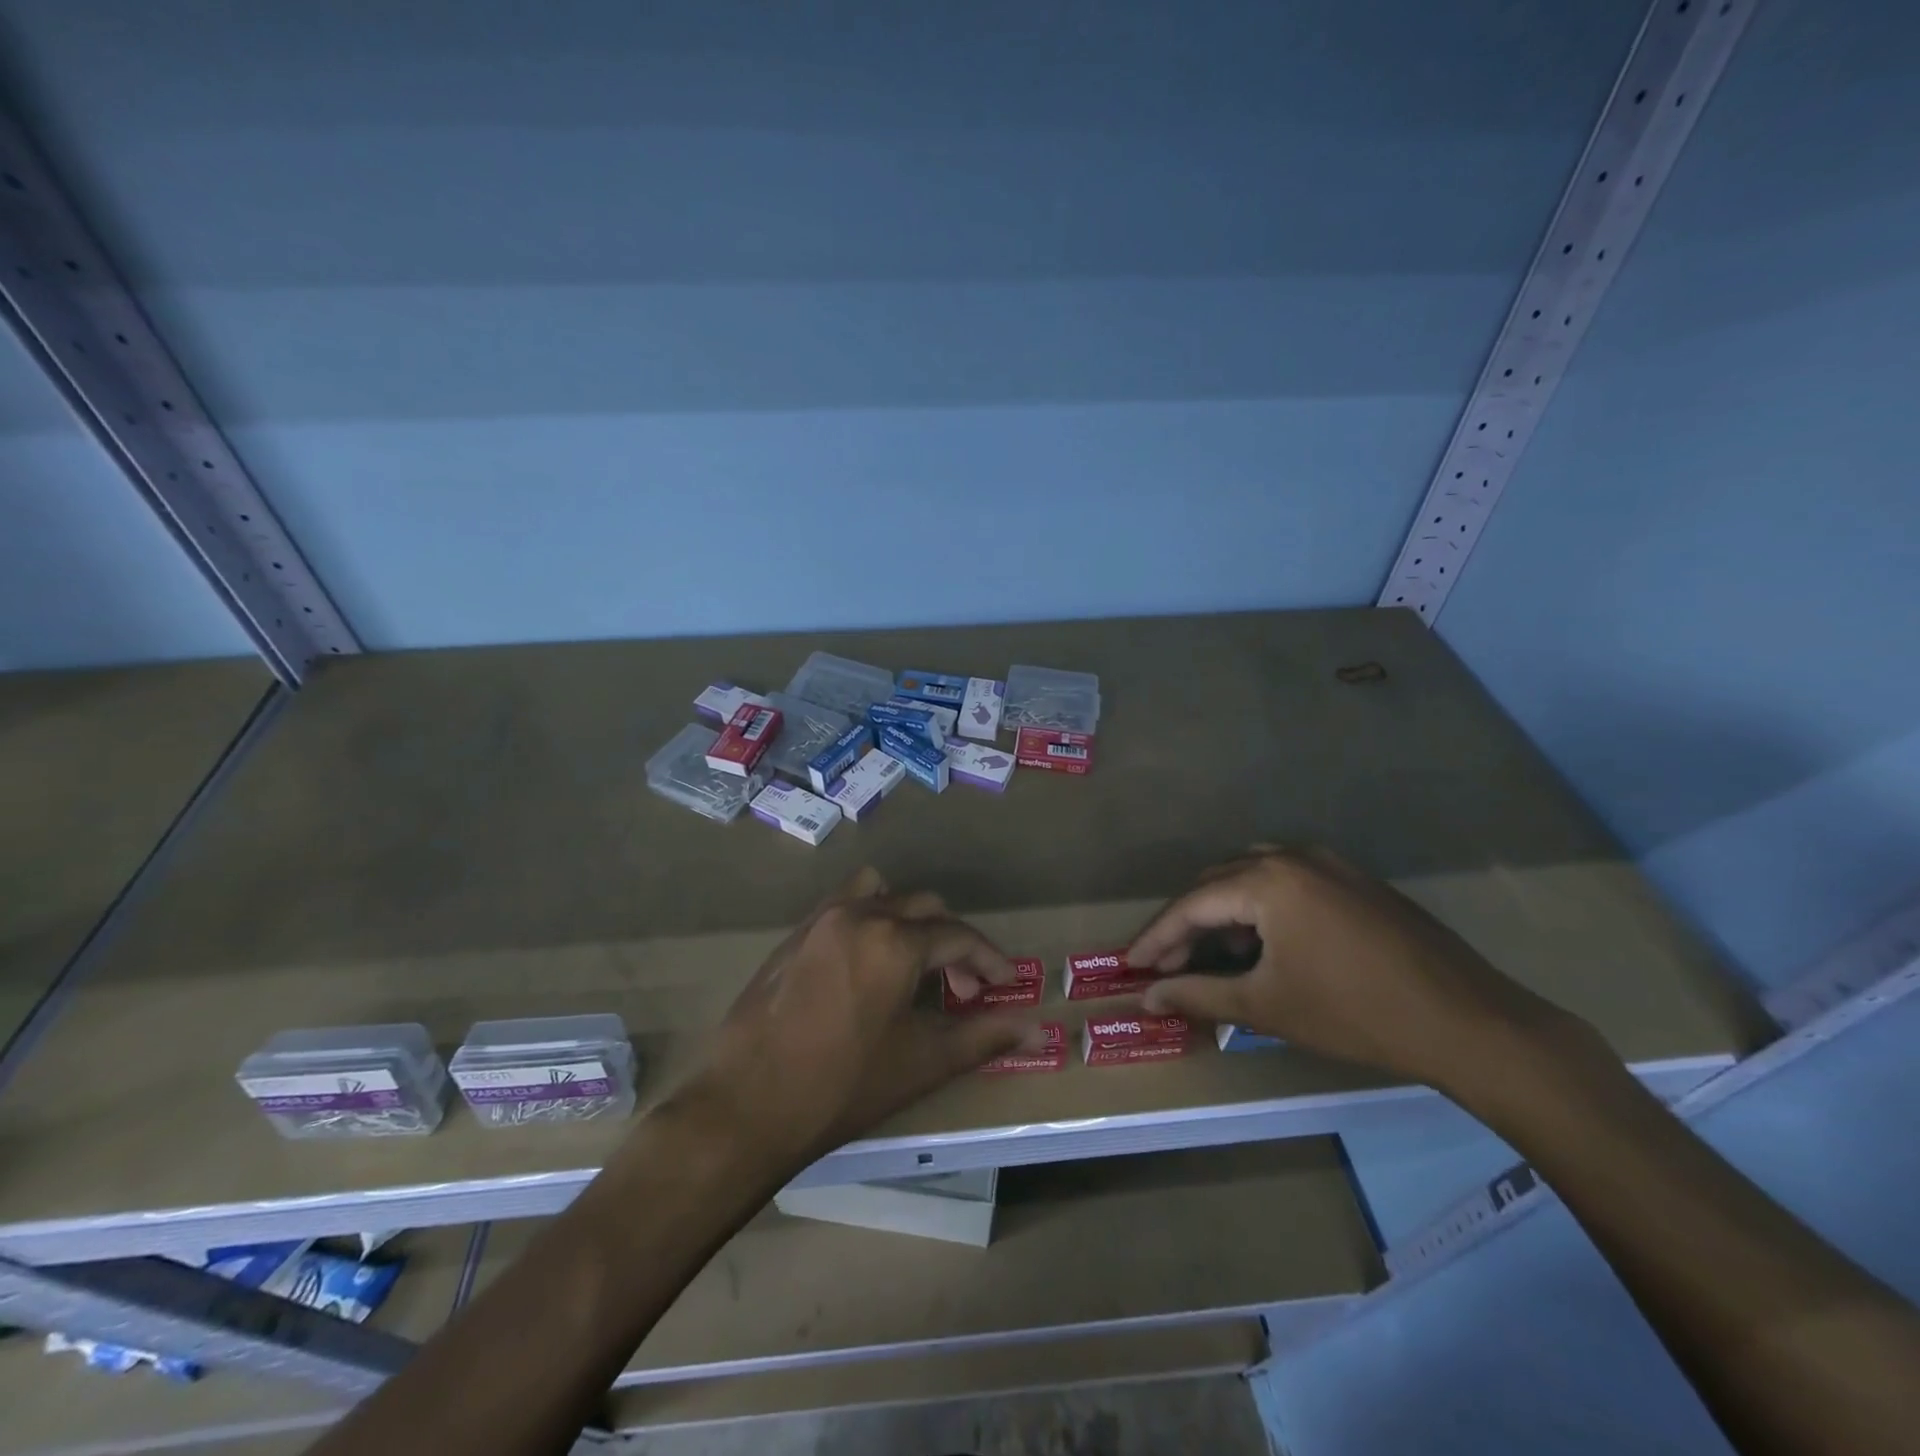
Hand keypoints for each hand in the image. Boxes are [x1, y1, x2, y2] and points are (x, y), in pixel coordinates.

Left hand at [681, 868, 1038, 1161]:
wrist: (746, 1105)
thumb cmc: (842, 1087)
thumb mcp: (922, 1063)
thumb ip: (983, 1037)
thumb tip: (1036, 1028)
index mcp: (895, 941)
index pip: (959, 936)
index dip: (989, 959)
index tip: (1005, 985)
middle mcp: (860, 914)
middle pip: (924, 908)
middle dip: (953, 943)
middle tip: (963, 989)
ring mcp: (822, 919)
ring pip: (882, 895)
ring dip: (908, 920)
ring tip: (913, 964)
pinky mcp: (795, 934)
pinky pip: (844, 905)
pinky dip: (870, 919)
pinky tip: (866, 965)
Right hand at [1129, 846, 1581, 1096]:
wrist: (1470, 1023)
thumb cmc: (1356, 1014)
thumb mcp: (1267, 1007)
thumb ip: (1199, 994)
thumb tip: (1147, 996)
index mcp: (1267, 880)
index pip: (1192, 905)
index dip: (1156, 937)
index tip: (1129, 964)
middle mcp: (1293, 856)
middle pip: (1218, 883)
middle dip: (1187, 925)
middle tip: (1167, 966)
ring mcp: (1329, 863)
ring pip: (1251, 876)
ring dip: (1222, 912)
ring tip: (1209, 955)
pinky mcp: (1354, 879)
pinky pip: (1287, 881)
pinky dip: (1259, 907)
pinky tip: (1262, 943)